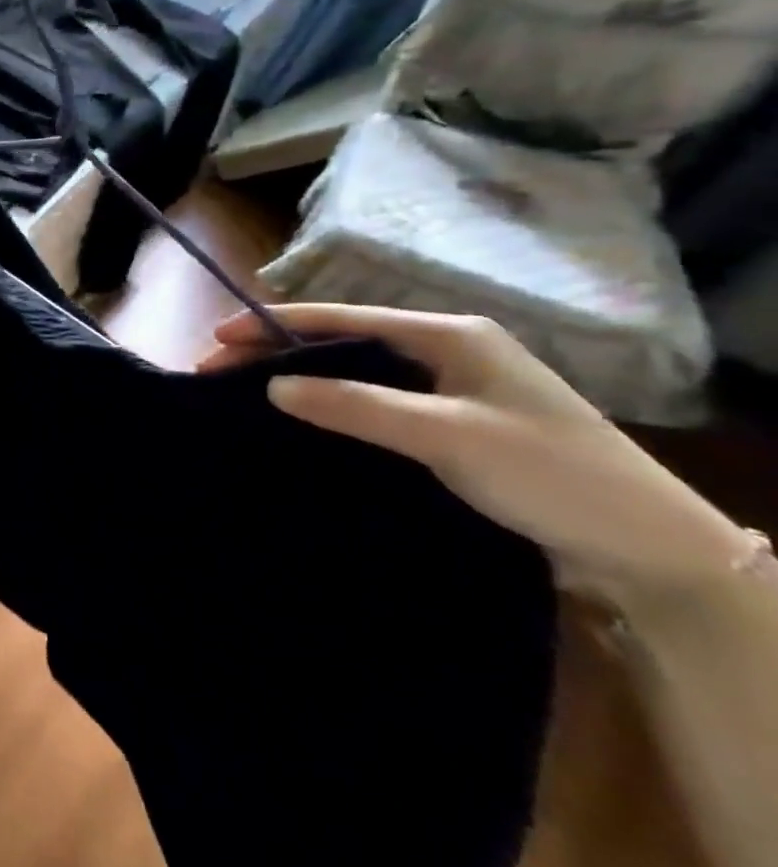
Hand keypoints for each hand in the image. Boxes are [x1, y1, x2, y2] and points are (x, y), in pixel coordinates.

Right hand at [199, 304, 748, 595]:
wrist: (650, 547)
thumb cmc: (548, 473)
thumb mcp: (446, 435)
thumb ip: (356, 405)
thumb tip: (274, 386)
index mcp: (449, 335)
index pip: (342, 319)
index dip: (275, 323)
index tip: (218, 335)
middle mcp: (446, 351)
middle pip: (342, 341)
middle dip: (278, 349)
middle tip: (218, 366)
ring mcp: (450, 388)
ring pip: (355, 371)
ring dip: (300, 376)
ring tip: (247, 387)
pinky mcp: (451, 423)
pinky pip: (374, 400)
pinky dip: (331, 402)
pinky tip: (304, 416)